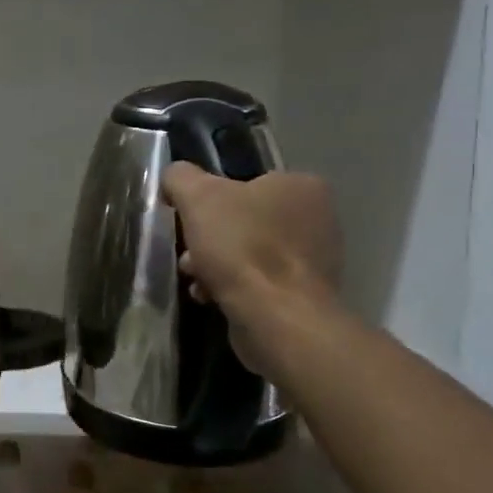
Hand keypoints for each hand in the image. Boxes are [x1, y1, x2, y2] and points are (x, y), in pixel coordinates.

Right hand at [161, 164, 342, 374]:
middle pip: (245, 220)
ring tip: (196, 280)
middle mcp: (317, 219)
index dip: (211, 200)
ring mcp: (315, 260)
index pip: (246, 183)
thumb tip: (174, 176)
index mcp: (301, 186)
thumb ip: (181, 177)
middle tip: (188, 254)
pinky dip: (232, 287)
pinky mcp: (305, 295)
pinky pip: (259, 282)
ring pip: (249, 253)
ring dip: (215, 264)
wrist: (276, 317)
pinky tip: (211, 297)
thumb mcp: (198, 197)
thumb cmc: (242, 247)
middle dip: (210, 238)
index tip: (189, 220)